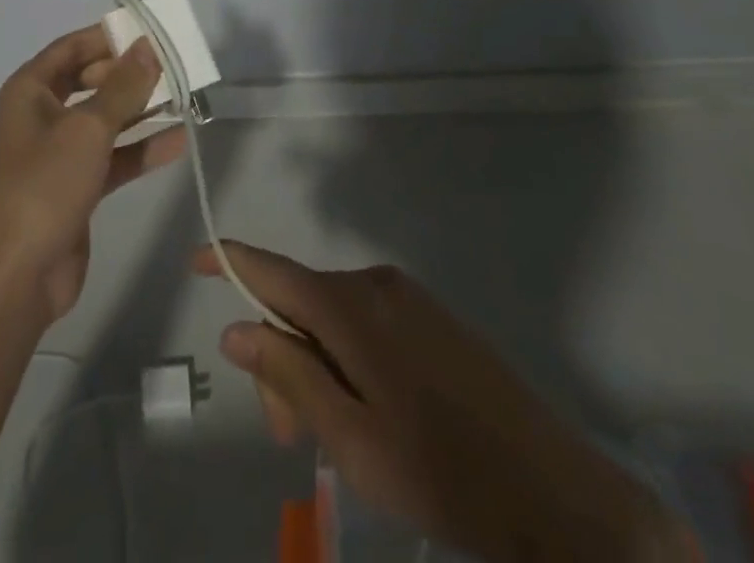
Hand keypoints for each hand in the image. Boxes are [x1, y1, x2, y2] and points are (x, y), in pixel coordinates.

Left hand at [0, 27, 185, 326]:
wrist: (17, 276)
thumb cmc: (45, 185)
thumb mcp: (88, 129)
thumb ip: (123, 87)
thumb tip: (148, 46)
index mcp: (31, 90)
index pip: (72, 47)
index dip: (107, 36)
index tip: (149, 30)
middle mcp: (42, 114)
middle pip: (90, 80)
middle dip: (129, 73)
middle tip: (172, 64)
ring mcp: (59, 152)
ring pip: (105, 119)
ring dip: (140, 110)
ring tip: (184, 96)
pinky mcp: (76, 185)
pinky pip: (113, 156)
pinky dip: (140, 149)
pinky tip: (178, 141)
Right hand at [195, 242, 689, 561]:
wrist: (557, 496)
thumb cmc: (442, 473)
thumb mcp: (350, 437)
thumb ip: (289, 374)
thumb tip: (237, 329)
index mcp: (351, 307)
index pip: (273, 271)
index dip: (231, 262)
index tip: (196, 258)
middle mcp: (375, 285)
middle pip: (302, 303)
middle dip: (281, 356)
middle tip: (285, 435)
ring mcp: (409, 299)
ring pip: (334, 317)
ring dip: (314, 364)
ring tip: (330, 436)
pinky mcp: (432, 319)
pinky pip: (367, 323)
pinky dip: (347, 359)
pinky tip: (367, 413)